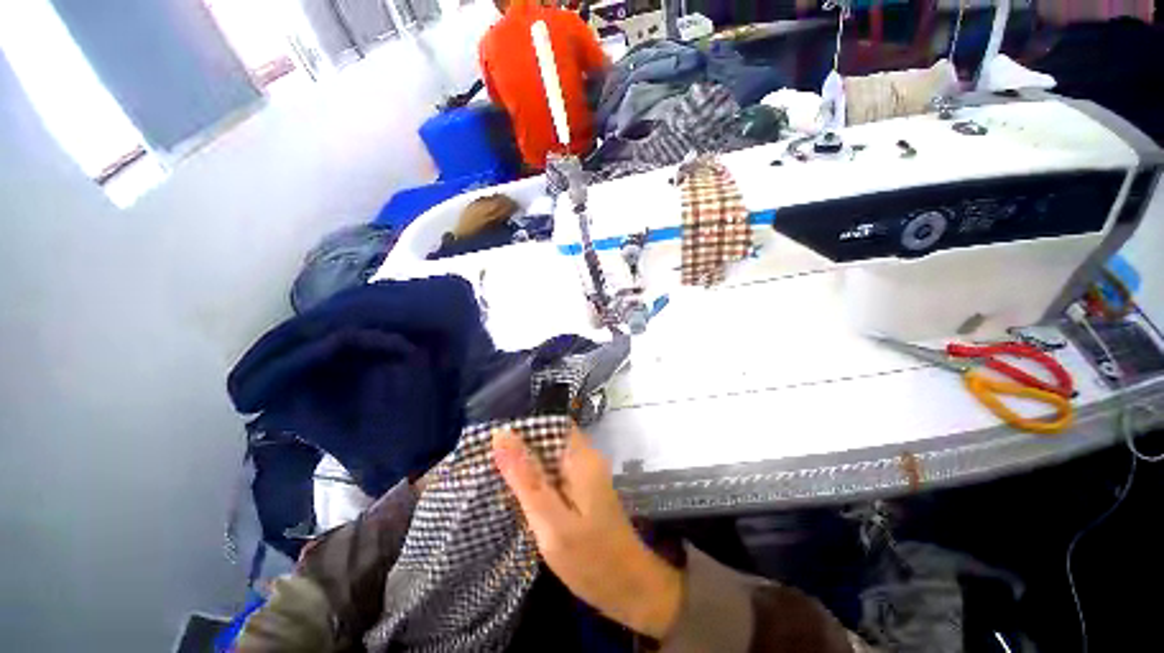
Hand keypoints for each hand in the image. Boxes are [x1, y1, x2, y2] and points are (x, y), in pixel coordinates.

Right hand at [492, 426, 682, 639]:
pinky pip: (553, 476)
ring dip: (524, 464)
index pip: (551, 423)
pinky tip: (512, 492)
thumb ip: (525, 478)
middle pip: (548, 440)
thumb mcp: (551, 520)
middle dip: (519, 446)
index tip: (491, 437)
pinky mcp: (580, 492)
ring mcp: (584, 476)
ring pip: (548, 458)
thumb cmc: (592, 558)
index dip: (523, 427)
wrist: (630, 589)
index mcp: (581, 456)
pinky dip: (534, 480)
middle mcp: (584, 459)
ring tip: (489, 471)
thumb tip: (501, 435)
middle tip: (483, 457)